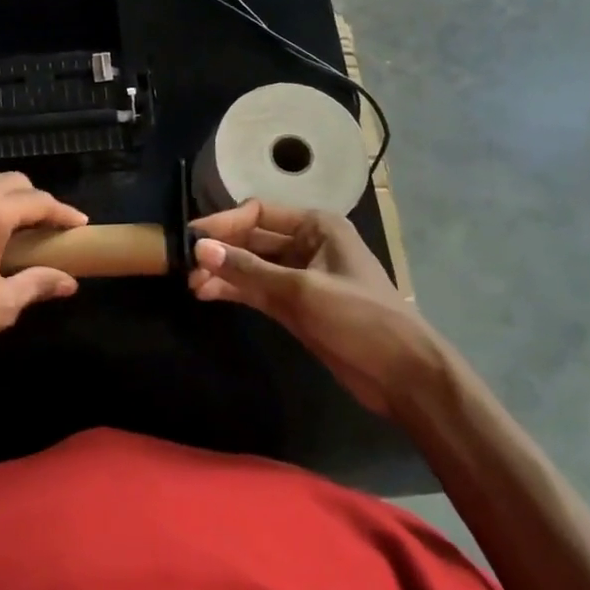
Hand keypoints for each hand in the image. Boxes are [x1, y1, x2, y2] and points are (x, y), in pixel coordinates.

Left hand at [0, 170, 87, 398]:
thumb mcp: (0, 305)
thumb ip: (37, 283)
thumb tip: (69, 282)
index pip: (37, 201)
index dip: (62, 213)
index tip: (80, 225)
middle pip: (10, 183)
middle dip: (35, 201)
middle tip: (51, 229)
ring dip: (5, 199)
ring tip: (20, 228)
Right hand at [188, 200, 442, 415]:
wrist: (404, 377)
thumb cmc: (360, 319)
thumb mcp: (301, 291)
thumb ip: (248, 270)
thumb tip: (199, 248)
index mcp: (317, 226)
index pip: (259, 212)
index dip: (224, 223)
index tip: (191, 238)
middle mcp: (307, 244)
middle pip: (253, 238)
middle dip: (221, 251)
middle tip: (185, 266)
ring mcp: (301, 276)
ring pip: (252, 266)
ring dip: (224, 273)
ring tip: (192, 285)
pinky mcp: (296, 305)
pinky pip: (258, 289)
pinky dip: (235, 290)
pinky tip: (208, 295)